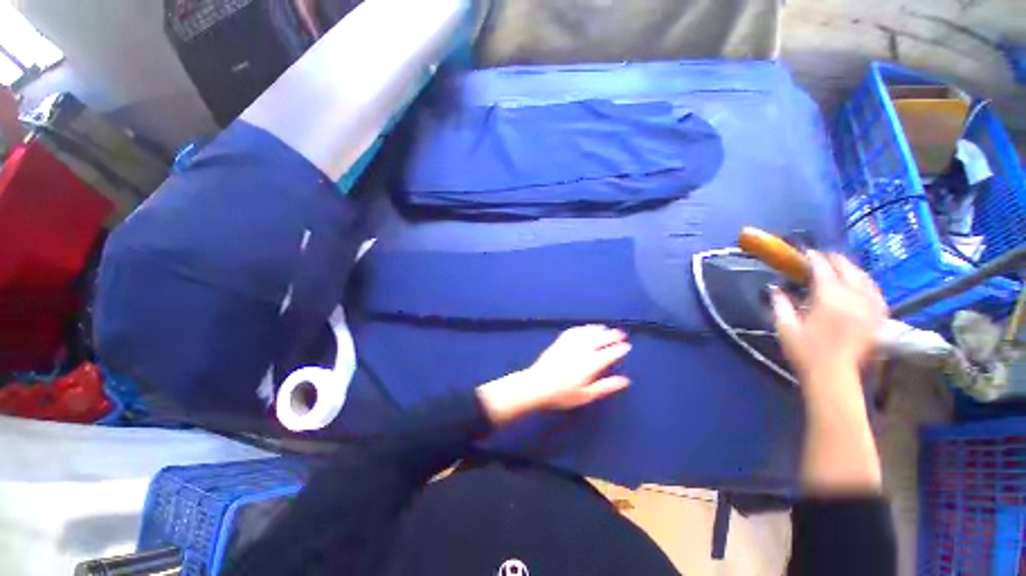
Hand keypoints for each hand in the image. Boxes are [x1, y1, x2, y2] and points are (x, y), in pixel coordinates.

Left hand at [477, 325, 631, 425]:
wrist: (537, 385)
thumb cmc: (562, 394)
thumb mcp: (586, 395)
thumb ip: (606, 386)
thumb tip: (625, 380)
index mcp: (591, 363)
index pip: (609, 353)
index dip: (619, 349)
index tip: (627, 346)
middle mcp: (582, 349)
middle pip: (600, 338)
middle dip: (612, 335)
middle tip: (621, 333)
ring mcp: (570, 344)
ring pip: (587, 332)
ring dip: (598, 329)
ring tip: (605, 328)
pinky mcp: (559, 342)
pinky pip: (573, 331)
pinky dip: (582, 328)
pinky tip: (585, 328)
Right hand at [771, 251, 887, 379]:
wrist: (833, 374)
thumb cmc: (805, 350)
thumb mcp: (785, 326)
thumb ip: (780, 303)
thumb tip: (775, 288)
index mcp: (829, 297)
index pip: (822, 268)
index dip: (813, 257)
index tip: (805, 252)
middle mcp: (853, 297)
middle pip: (847, 268)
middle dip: (834, 259)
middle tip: (821, 256)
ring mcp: (869, 307)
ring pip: (865, 277)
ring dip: (851, 268)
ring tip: (841, 266)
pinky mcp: (878, 317)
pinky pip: (876, 292)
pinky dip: (867, 283)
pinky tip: (862, 284)